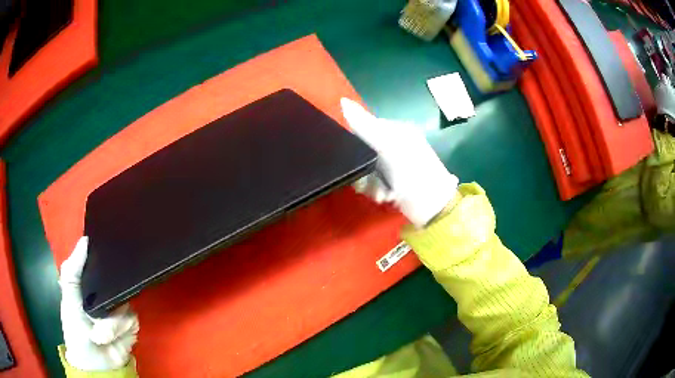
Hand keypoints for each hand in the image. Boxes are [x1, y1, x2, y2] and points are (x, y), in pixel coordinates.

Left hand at [60, 236, 138, 370]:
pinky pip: (132, 321)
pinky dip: (121, 331)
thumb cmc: (75, 329)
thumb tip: (85, 240)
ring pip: (125, 305)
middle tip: (102, 307)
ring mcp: (119, 311)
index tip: (109, 253)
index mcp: (89, 286)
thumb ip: (72, 270)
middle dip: (110, 299)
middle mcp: (105, 296)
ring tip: (101, 336)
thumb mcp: (69, 298)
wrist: (94, 364)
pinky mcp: (130, 327)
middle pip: (117, 283)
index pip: (100, 264)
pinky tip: (112, 338)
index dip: (105, 258)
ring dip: (112, 324)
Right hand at [341, 98, 457, 226]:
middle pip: (363, 151)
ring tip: (381, 192)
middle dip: (362, 168)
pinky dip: (376, 190)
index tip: (354, 156)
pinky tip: (385, 197)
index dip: (356, 141)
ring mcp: (394, 165)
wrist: (433, 208)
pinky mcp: (393, 182)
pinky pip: (373, 182)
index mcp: (396, 131)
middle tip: (367, 180)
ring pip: (365, 169)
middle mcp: (394, 145)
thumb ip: (365, 125)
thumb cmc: (414, 173)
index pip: (365, 127)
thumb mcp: (388, 146)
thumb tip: (342, 101)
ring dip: (369, 183)